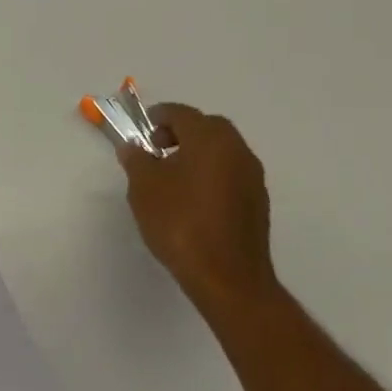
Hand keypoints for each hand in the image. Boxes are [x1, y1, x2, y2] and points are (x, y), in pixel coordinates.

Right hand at [120, 104, 275, 313]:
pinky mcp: (257, 203)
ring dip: (197, 153)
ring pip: (222, 151)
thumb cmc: (180, 222)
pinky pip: (230, 174)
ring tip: (171, 176)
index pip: (182, 113)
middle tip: (156, 149)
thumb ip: (136, 160)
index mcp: (210, 139)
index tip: (141, 131)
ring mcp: (252, 177)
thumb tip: (134, 148)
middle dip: (181, 132)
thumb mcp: (144, 187)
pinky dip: (210, 174)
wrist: (227, 277)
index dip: (158, 117)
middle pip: (207, 127)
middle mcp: (237, 151)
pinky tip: (191, 199)